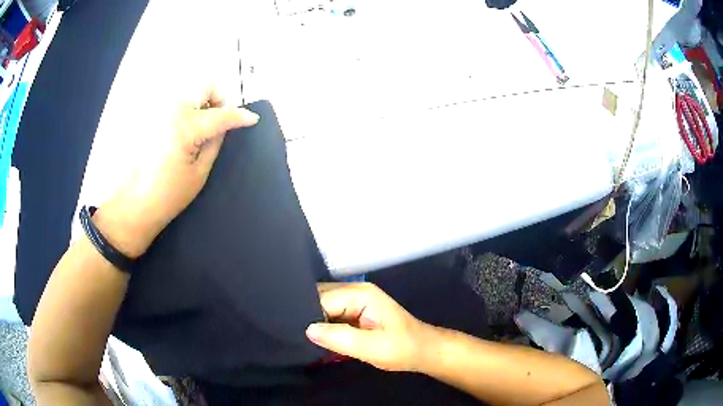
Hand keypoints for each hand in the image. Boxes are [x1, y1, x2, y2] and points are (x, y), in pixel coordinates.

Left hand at [93, 88, 258, 257]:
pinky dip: (185, 112)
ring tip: (200, 131)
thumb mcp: (199, 173)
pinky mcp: (149, 118)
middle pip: (204, 86)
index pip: (220, 114)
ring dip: (201, 105)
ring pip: (189, 93)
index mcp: (186, 125)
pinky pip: (174, 105)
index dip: (239, 116)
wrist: (132, 207)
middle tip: (219, 121)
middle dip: (218, 99)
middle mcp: (171, 109)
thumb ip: (214, 143)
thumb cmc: (167, 196)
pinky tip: (182, 135)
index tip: (252, 119)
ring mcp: (158, 111)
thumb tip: (225, 126)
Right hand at [306, 282, 433, 372]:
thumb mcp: (373, 348)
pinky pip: (330, 314)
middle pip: (319, 298)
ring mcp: (355, 300)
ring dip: (314, 323)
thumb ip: (340, 338)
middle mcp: (355, 291)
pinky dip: (323, 327)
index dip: (307, 316)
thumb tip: (308, 329)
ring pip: (322, 306)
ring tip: (302, 340)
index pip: (321, 299)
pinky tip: (317, 340)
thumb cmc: (402, 349)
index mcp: (360, 294)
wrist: (423, 351)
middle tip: (297, 338)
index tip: (296, 334)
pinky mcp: (354, 311)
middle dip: (307, 317)